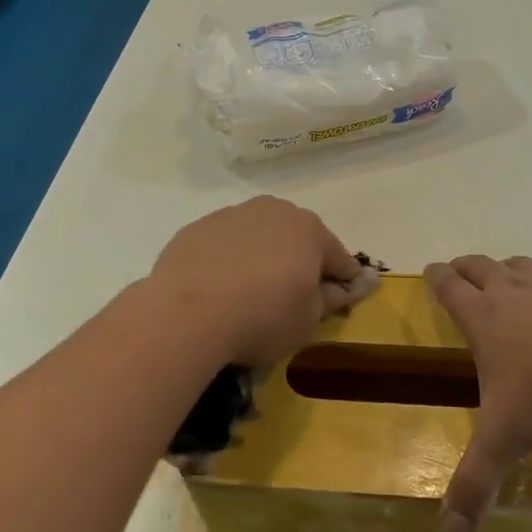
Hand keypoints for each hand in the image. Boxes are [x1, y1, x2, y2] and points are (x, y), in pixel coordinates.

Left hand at [150, 197, 362, 367]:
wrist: (186, 314)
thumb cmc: (261, 318)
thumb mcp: (308, 320)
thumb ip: (331, 299)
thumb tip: (346, 286)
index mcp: (310, 230)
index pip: (339, 257)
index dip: (343, 281)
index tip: (341, 300)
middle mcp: (275, 211)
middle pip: (299, 237)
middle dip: (301, 261)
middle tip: (293, 297)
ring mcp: (233, 214)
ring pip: (260, 235)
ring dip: (264, 256)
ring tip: (251, 292)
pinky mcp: (198, 227)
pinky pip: (226, 243)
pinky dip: (230, 259)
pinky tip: (219, 287)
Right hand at [424, 255, 531, 531]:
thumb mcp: (505, 440)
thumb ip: (476, 483)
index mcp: (483, 318)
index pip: (449, 287)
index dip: (436, 277)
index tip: (430, 269)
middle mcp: (513, 292)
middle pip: (481, 266)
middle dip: (466, 267)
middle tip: (458, 270)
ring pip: (521, 264)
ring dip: (508, 268)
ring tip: (508, 276)